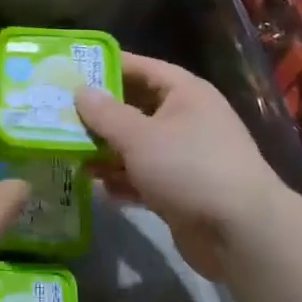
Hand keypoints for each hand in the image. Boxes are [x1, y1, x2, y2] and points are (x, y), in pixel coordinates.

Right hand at [75, 53, 284, 280]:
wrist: (243, 235)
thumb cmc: (189, 168)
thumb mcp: (139, 136)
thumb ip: (105, 113)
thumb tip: (80, 91)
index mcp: (184, 92)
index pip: (140, 68)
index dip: (106, 67)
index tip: (69, 70)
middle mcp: (187, 118)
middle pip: (135, 107)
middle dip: (100, 115)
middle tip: (59, 114)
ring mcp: (186, 156)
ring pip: (137, 145)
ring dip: (106, 151)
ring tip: (69, 153)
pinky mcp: (183, 190)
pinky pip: (144, 177)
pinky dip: (123, 180)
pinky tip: (98, 188)